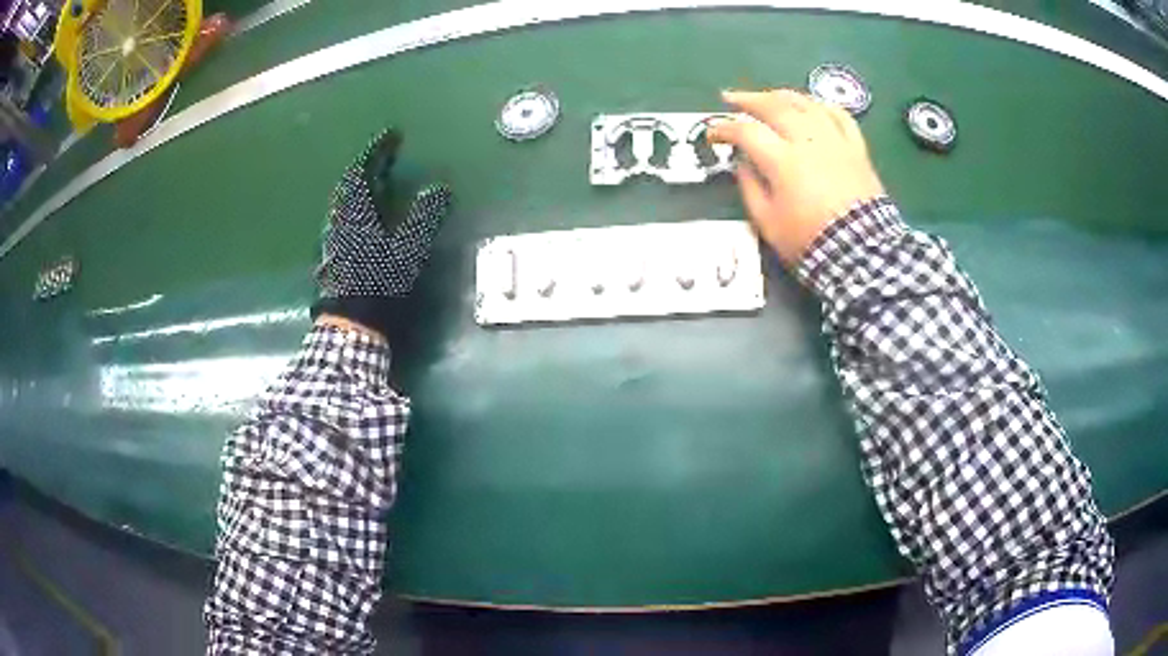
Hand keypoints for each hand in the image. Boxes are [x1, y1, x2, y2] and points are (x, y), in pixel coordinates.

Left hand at [313, 129, 452, 342]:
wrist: (349, 322)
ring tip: (379, 184)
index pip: (363, 169)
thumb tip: (439, 188)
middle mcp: (339, 219)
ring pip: (345, 202)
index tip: (393, 134)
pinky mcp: (332, 256)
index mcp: (355, 211)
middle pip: (350, 184)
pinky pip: (344, 219)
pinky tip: (368, 220)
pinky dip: (358, 208)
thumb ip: (424, 215)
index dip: (379, 149)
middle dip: (368, 166)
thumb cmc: (377, 282)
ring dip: (362, 188)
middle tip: (386, 158)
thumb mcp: (408, 247)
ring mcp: (332, 239)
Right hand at [708, 90, 884, 266]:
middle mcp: (808, 140)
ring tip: (767, 97)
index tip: (712, 134)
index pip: (746, 131)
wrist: (861, 253)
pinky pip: (839, 115)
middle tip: (730, 98)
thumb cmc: (810, 241)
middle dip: (747, 99)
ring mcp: (835, 141)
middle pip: (774, 106)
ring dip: (781, 95)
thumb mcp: (768, 223)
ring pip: (805, 103)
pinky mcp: (856, 148)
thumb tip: (743, 162)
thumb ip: (750, 188)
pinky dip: (821, 106)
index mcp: (783, 160)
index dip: (724, 129)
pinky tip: (811, 106)